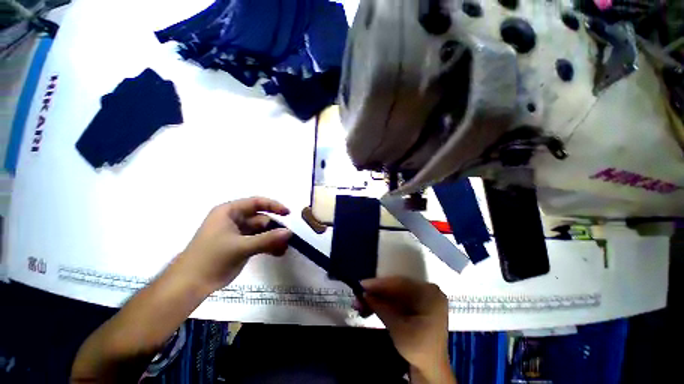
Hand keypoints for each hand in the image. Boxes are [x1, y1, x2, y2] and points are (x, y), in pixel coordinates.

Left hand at [176, 197, 291, 292]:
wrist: (190, 285)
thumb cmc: (211, 259)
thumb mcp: (241, 247)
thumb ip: (267, 239)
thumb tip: (289, 232)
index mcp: (229, 212)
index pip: (256, 203)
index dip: (273, 206)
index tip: (288, 213)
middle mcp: (234, 220)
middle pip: (260, 219)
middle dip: (274, 228)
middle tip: (287, 238)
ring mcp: (237, 233)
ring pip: (261, 231)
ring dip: (273, 239)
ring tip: (284, 248)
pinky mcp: (239, 245)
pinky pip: (258, 241)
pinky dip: (268, 246)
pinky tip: (278, 253)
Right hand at [360, 277, 453, 382]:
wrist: (431, 368)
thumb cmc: (419, 348)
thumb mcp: (398, 328)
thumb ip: (381, 308)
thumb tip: (364, 294)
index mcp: (429, 294)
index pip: (400, 283)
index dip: (380, 283)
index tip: (362, 284)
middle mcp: (427, 291)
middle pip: (397, 287)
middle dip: (377, 291)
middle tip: (360, 293)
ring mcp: (422, 297)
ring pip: (395, 293)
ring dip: (379, 297)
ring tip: (361, 301)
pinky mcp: (416, 304)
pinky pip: (398, 299)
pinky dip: (385, 302)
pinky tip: (371, 304)